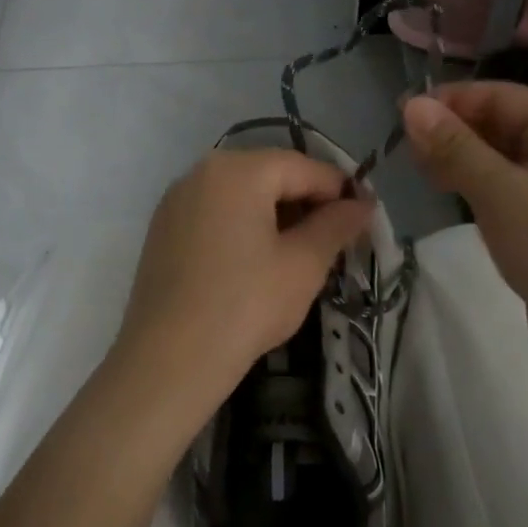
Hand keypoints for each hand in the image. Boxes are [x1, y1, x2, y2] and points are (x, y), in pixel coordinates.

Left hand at [108, 148, 373, 447]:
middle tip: (334, 240)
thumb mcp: (304, 265)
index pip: (303, 167)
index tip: (364, 218)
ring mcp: (176, 200)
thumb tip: (362, 205)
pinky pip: (214, 213)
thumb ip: (336, 226)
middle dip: (306, 202)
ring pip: (240, 194)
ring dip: (275, 215)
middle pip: (269, 175)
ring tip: (299, 253)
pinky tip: (256, 262)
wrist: (169, 359)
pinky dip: (242, 226)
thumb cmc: (246, 305)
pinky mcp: (163, 229)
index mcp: (238, 170)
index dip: (340, 190)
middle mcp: (202, 172)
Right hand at [403, 82, 527, 342]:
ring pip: (502, 159)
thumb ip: (455, 147)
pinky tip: (448, 192)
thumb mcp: (500, 192)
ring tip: (418, 167)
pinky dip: (476, 185)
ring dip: (461, 157)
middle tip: (404, 145)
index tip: (404, 113)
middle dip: (455, 129)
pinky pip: (507, 189)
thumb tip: (412, 106)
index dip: (453, 99)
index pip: (504, 96)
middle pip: (504, 125)